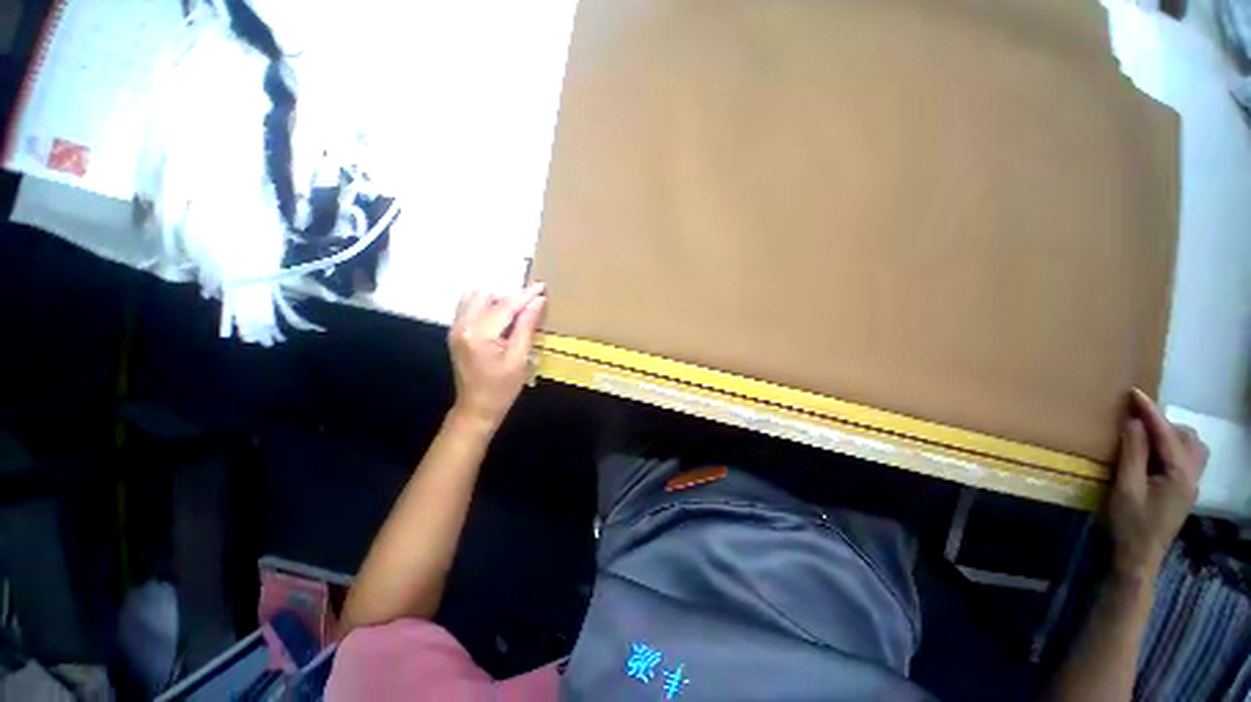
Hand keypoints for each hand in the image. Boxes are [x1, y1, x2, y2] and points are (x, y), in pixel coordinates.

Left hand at [447, 283, 546, 428]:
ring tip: (517, 312)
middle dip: (510, 297)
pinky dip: (488, 306)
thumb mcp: (519, 358)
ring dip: (498, 300)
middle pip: (487, 296)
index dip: (525, 295)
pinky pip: (470, 307)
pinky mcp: (456, 332)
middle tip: (531, 306)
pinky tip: (502, 318)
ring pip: (476, 298)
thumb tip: (538, 301)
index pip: (505, 306)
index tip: (542, 286)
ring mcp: (455, 328)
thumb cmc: (502, 388)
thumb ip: (527, 326)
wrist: (476, 409)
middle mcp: (462, 326)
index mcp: (479, 334)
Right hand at [1107, 388, 1207, 578]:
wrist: (1138, 557)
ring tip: (1145, 435)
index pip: (1166, 434)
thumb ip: (1133, 454)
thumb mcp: (1126, 488)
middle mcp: (1192, 476)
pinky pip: (1187, 458)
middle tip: (1134, 420)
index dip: (1150, 412)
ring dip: (1170, 435)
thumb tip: (1134, 422)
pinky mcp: (1184, 490)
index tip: (1133, 392)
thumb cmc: (1129, 523)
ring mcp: (1191, 484)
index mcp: (1179, 475)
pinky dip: (1173, 447)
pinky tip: (1155, 453)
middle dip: (1162, 424)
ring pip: (1191, 447)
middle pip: (1186, 437)